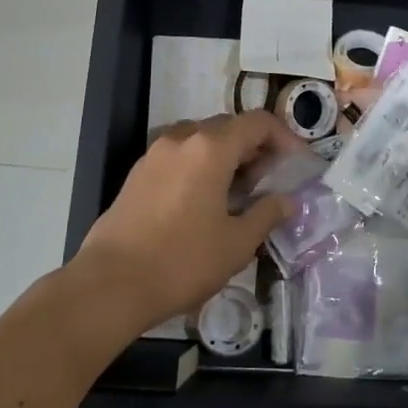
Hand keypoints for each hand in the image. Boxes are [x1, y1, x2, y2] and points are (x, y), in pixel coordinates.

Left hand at [74, 111, 298, 329]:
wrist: (110, 285)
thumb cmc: (182, 261)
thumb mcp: (237, 243)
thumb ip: (267, 214)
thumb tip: (287, 200)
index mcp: (211, 148)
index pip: (258, 123)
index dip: (284, 137)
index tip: (297, 164)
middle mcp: (182, 139)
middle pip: (229, 127)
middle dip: (255, 148)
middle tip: (269, 181)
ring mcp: (155, 154)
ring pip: (202, 140)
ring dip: (226, 156)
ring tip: (237, 192)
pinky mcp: (137, 173)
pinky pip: (180, 156)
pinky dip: (200, 166)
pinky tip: (204, 202)